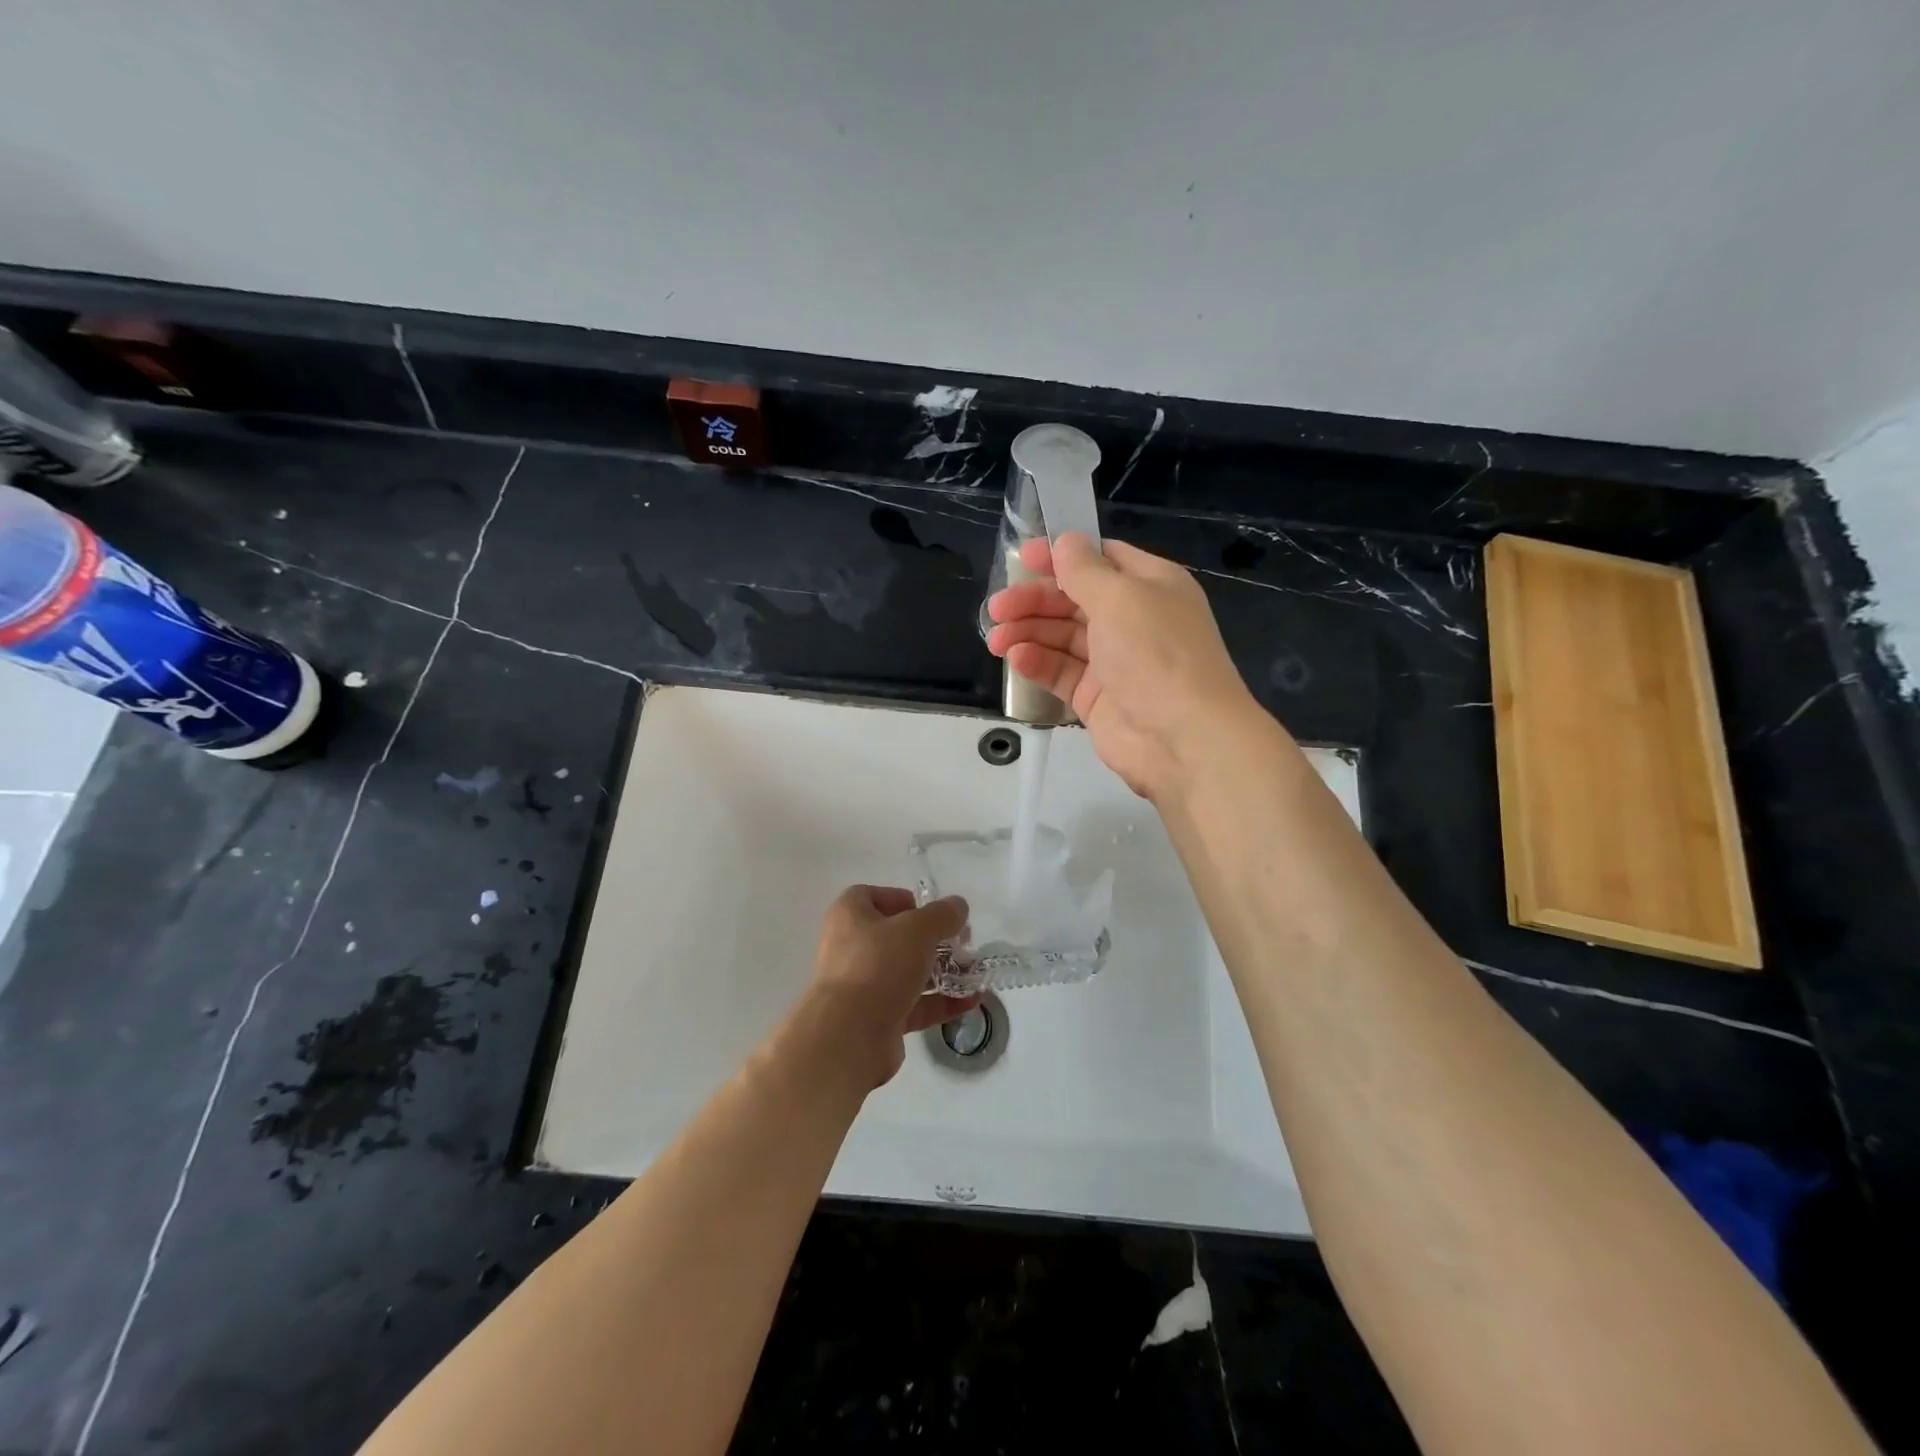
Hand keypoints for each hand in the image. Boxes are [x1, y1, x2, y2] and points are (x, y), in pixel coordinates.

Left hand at [796, 886, 976, 1087]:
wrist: (850, 1036)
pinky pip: (914, 1004)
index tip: (931, 913)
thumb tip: (958, 905)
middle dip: (932, 940)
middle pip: (895, 936)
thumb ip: (942, 915)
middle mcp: (851, 947)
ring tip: (974, 973)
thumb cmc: (879, 965)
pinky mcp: (878, 1018)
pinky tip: (971, 1001)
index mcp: (849, 916)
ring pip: (907, 972)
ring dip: (942, 972)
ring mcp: (864, 985)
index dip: (902, 900)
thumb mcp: (917, 930)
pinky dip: (940, 1002)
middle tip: (962, 944)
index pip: (871, 896)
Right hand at [985, 533, 1258, 799]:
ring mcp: (1114, 661)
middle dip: (1034, 600)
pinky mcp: (1097, 697)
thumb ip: (1085, 570)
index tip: (1021, 558)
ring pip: (1062, 637)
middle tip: (997, 609)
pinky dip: (1038, 663)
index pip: (1100, 559)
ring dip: (1028, 632)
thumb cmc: (1156, 654)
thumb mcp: (1120, 598)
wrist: (1183, 738)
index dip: (1060, 557)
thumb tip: (1064, 542)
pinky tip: (1016, 660)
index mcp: (1150, 585)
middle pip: (1073, 599)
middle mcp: (1133, 619)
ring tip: (996, 639)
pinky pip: (1061, 672)